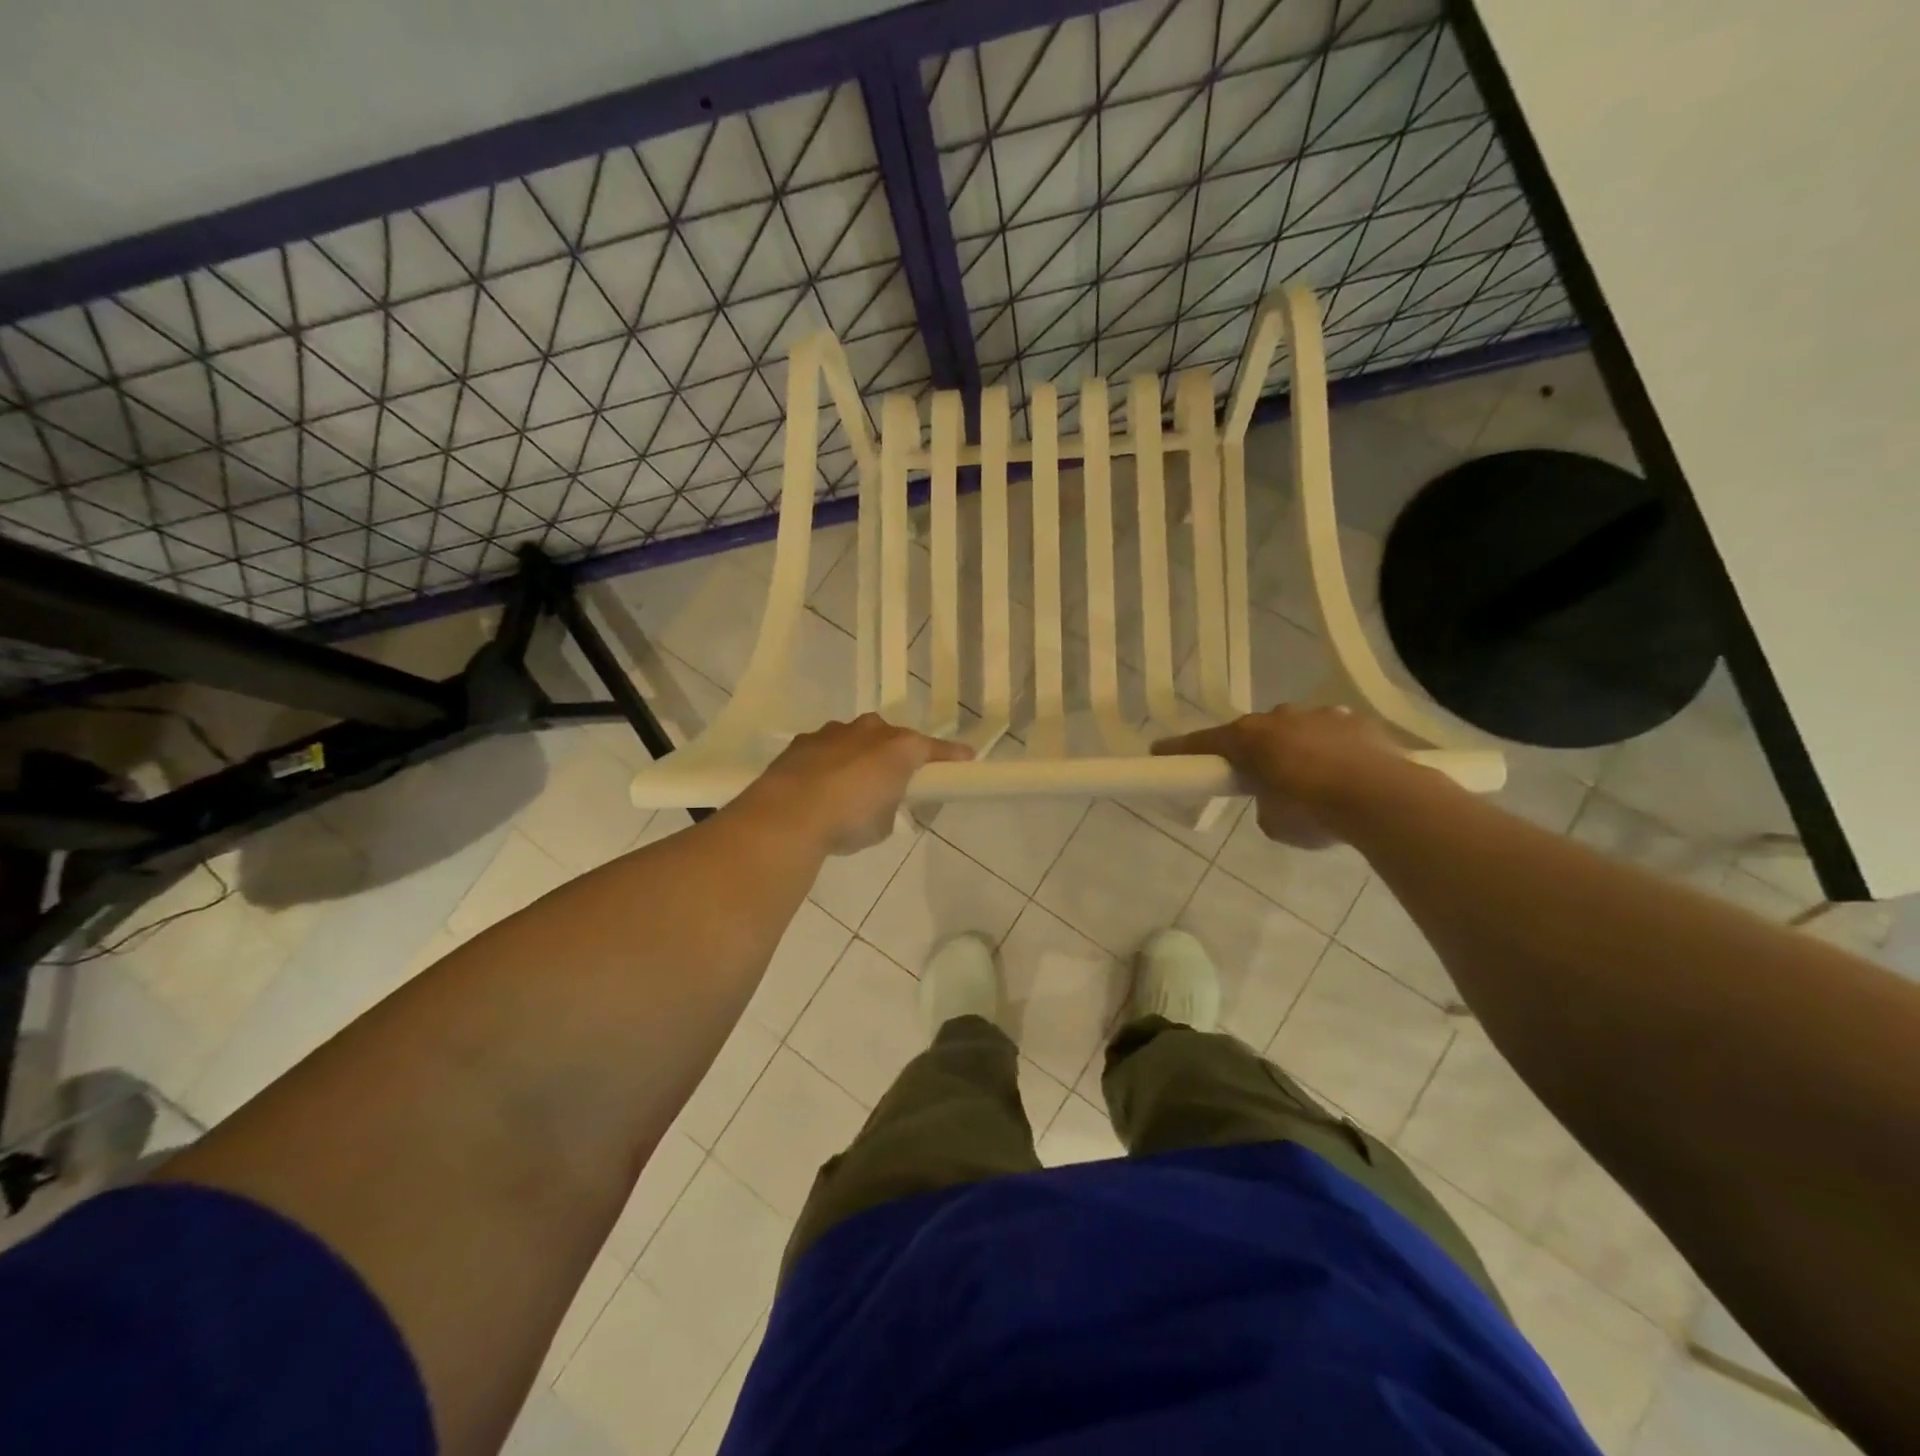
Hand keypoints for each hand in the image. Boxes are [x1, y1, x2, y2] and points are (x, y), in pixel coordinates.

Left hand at [743, 714, 972, 854]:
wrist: (788, 815)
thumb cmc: (849, 820)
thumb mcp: (884, 823)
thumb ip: (891, 804)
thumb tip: (882, 800)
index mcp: (898, 748)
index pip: (932, 748)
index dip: (950, 756)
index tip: (965, 758)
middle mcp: (869, 731)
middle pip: (892, 737)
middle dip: (896, 753)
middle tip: (896, 778)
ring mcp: (833, 732)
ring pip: (856, 738)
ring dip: (860, 755)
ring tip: (852, 784)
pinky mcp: (802, 742)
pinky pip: (827, 748)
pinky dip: (830, 762)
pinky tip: (821, 785)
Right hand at [1151, 705, 1403, 847]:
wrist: (1384, 798)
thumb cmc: (1314, 811)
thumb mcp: (1273, 822)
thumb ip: (1264, 804)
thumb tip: (1275, 798)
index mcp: (1249, 738)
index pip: (1203, 743)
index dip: (1179, 749)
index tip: (1158, 751)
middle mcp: (1279, 717)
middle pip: (1254, 732)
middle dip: (1252, 751)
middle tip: (1257, 778)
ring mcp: (1320, 714)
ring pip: (1295, 728)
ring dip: (1294, 747)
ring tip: (1310, 779)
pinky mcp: (1356, 721)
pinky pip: (1331, 733)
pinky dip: (1330, 749)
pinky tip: (1344, 773)